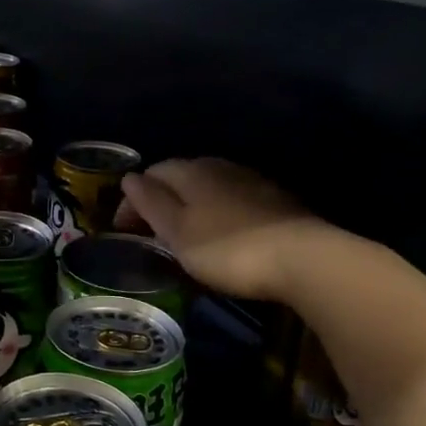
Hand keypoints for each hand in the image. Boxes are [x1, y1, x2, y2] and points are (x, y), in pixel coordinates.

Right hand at [116, 158, 323, 302]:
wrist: (302, 259)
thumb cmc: (227, 248)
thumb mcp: (178, 232)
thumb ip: (151, 203)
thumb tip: (130, 177)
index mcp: (192, 171)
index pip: (152, 172)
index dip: (132, 200)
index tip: (122, 231)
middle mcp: (221, 167)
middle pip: (181, 175)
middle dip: (162, 199)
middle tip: (151, 233)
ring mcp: (252, 181)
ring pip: (210, 186)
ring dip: (191, 206)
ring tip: (184, 236)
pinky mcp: (276, 201)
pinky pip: (234, 199)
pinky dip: (218, 213)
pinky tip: (222, 234)